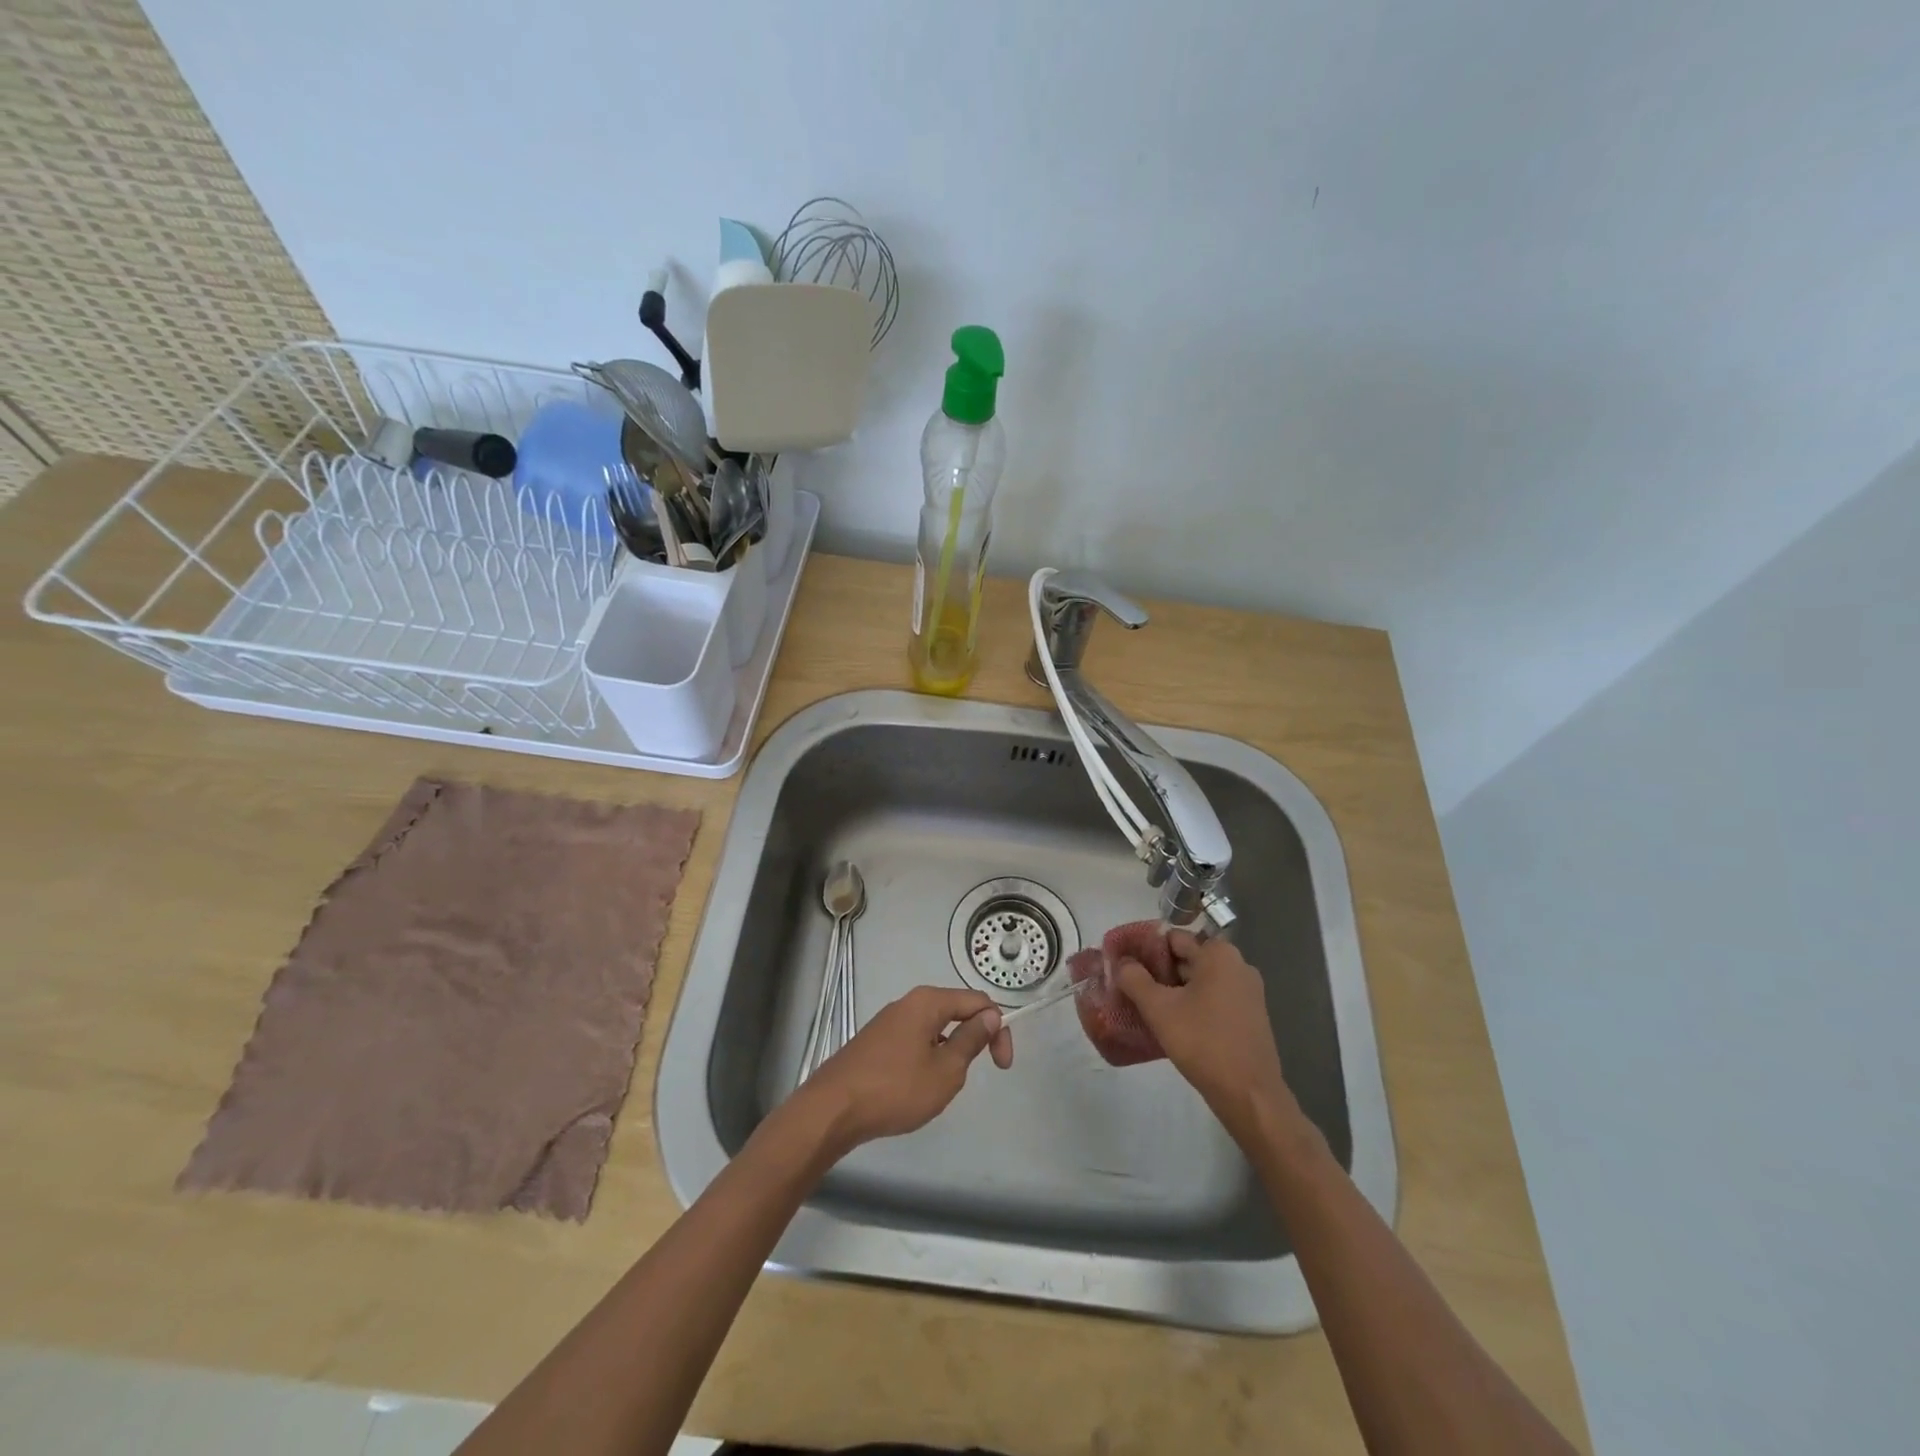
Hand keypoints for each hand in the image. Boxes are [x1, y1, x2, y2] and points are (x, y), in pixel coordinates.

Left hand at [799, 986, 1011, 1152]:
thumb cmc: (895, 1089)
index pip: (978, 1002)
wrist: (832, 1110)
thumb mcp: (945, 1070)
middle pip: (955, 1010)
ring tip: (941, 1087)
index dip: (998, 1029)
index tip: (1002, 1066)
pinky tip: (916, 1088)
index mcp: (928, 1002)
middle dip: (974, 1039)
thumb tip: (990, 1016)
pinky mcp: (876, 1041)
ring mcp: (889, 1022)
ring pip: (934, 1029)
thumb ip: (971, 1040)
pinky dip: (927, 1058)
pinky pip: (914, 1041)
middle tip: (973, 1076)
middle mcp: (908, 1003)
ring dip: (949, 1052)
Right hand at [1114, 930, 1294, 1144]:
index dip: (1146, 950)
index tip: (1126, 967)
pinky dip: (1194, 1004)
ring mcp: (1248, 991)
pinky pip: (1215, 998)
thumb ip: (1134, 979)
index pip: (1173, 938)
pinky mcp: (1251, 1015)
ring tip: (1148, 1007)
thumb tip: (1121, 962)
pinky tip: (1174, 1024)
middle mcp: (1238, 965)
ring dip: (1175, 990)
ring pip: (1200, 980)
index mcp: (1219, 954)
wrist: (1249, 1095)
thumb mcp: (1159, 1009)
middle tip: (1132, 989)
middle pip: (1188, 958)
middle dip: (1159, 972)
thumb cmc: (1203, 1043)